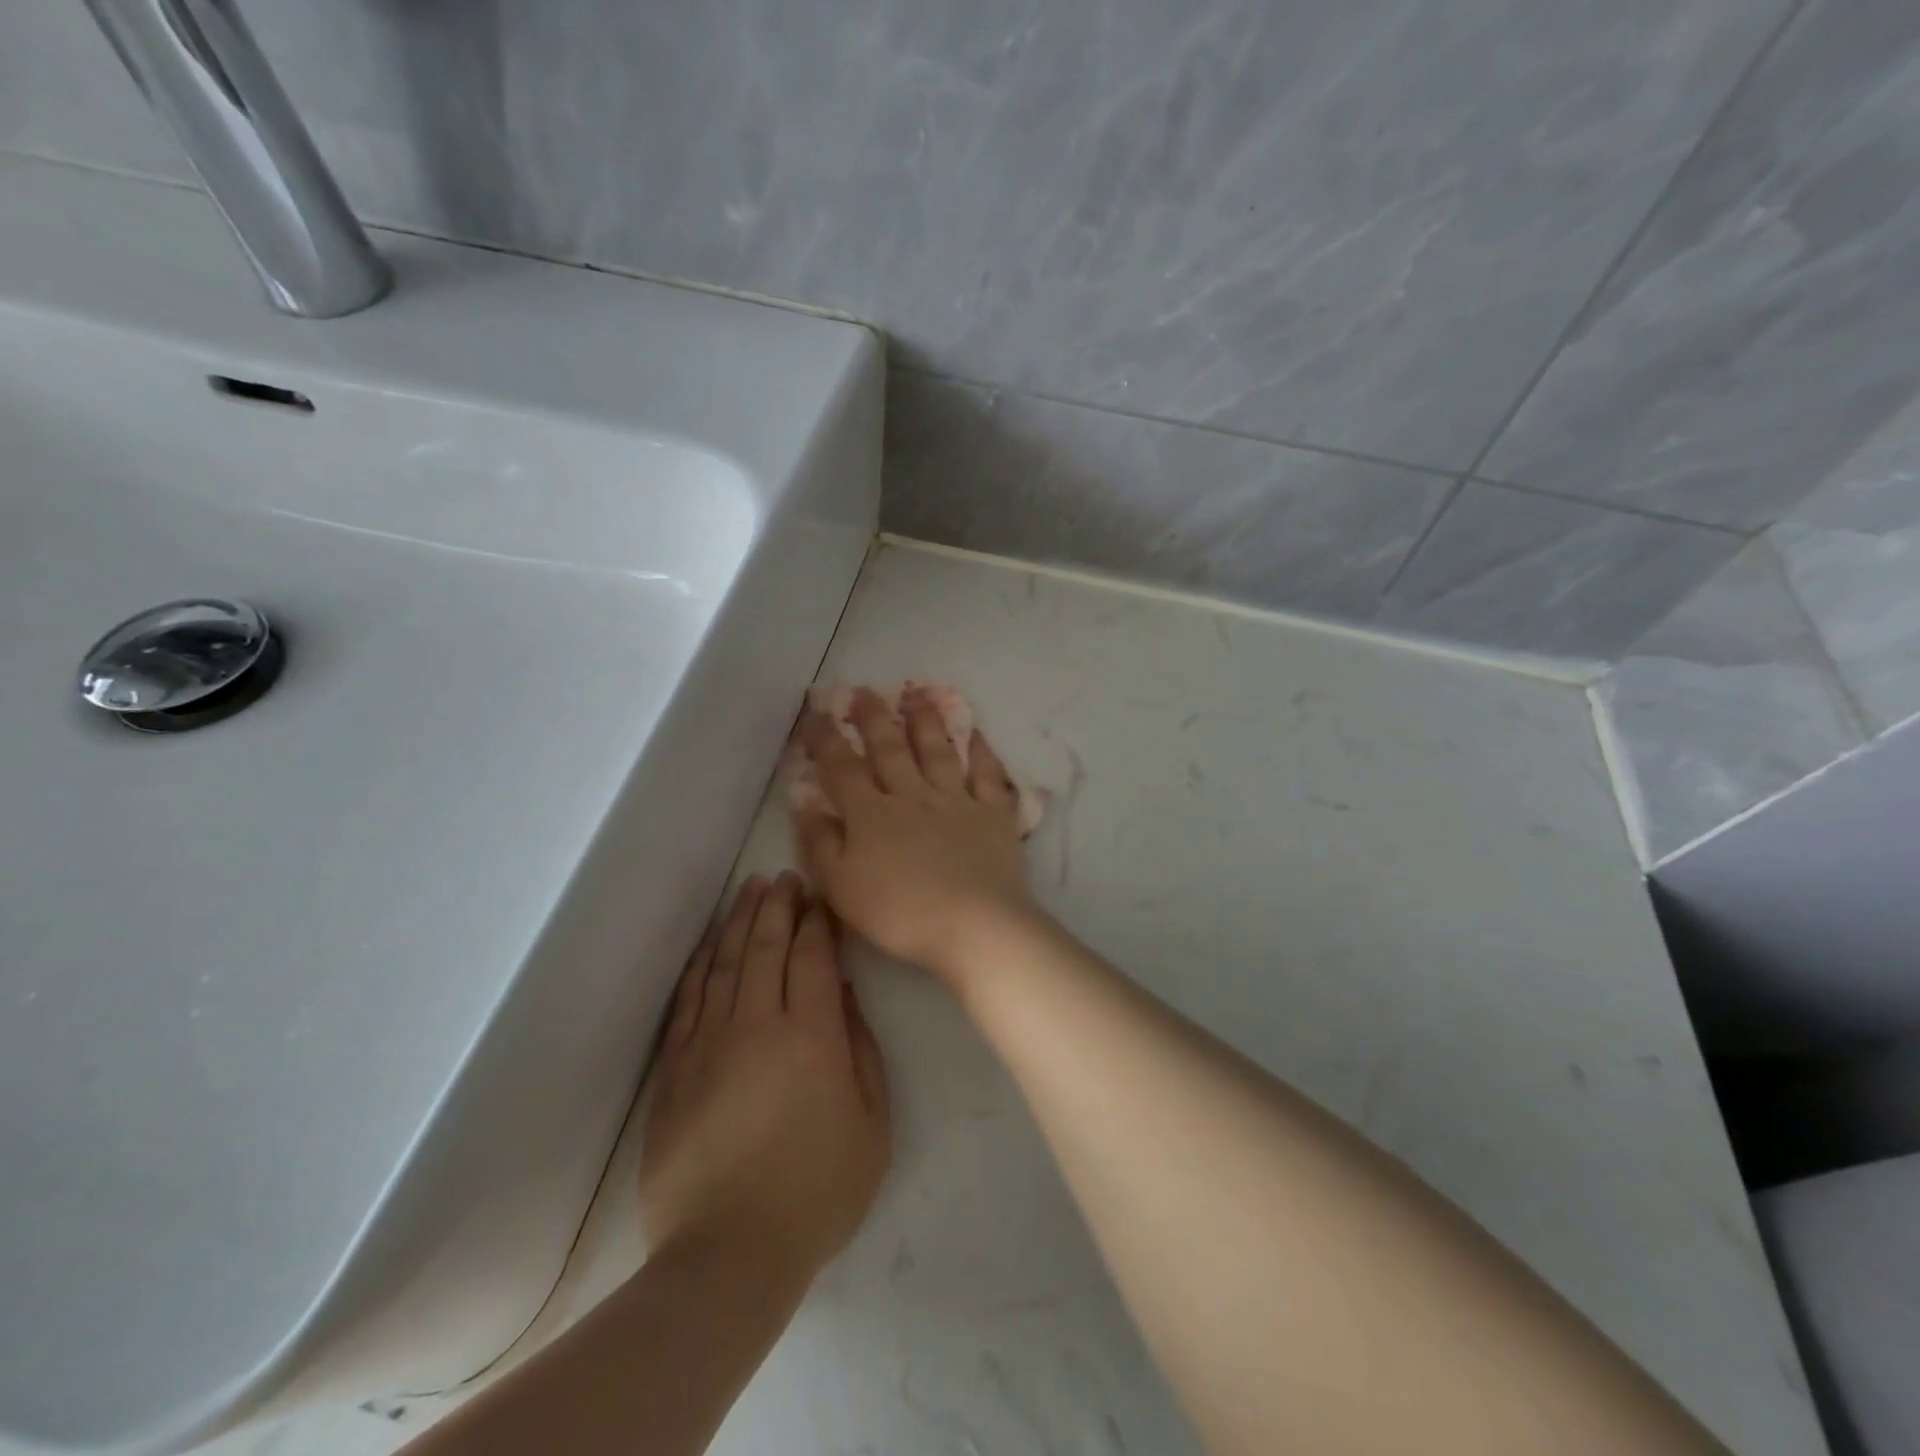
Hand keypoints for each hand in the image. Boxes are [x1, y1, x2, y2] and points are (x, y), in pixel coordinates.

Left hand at [639, 873, 889, 1281]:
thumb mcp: (871, 1124)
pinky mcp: (674, 1069)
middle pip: (766, 947)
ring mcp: (709, 1043)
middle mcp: (757, 1024)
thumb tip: (844, 995)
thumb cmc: (816, 1191)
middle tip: (785, 878)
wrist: (727, 1255)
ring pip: (724, 963)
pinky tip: (708, 945)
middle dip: (778, 906)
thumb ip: (862, 1050)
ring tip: (750, 890)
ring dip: (739, 922)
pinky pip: (688, 1000)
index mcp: (811, 1035)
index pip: (813, 956)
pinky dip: (700, 965)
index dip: (817, 921)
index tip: (819, 897)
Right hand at [794, 686, 1036, 983]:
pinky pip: (989, 776)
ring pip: (938, 752)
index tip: (817, 713)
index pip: (843, 769)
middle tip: (865, 692)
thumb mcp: (841, 887)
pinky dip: (984, 753)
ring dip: (926, 722)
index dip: (827, 739)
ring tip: (918, 695)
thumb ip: (820, 844)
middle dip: (874, 718)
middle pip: (890, 749)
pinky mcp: (993, 815)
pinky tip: (978, 735)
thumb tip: (805, 805)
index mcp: (872, 815)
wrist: (973, 925)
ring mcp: (957, 801)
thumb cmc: (900, 913)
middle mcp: (913, 796)